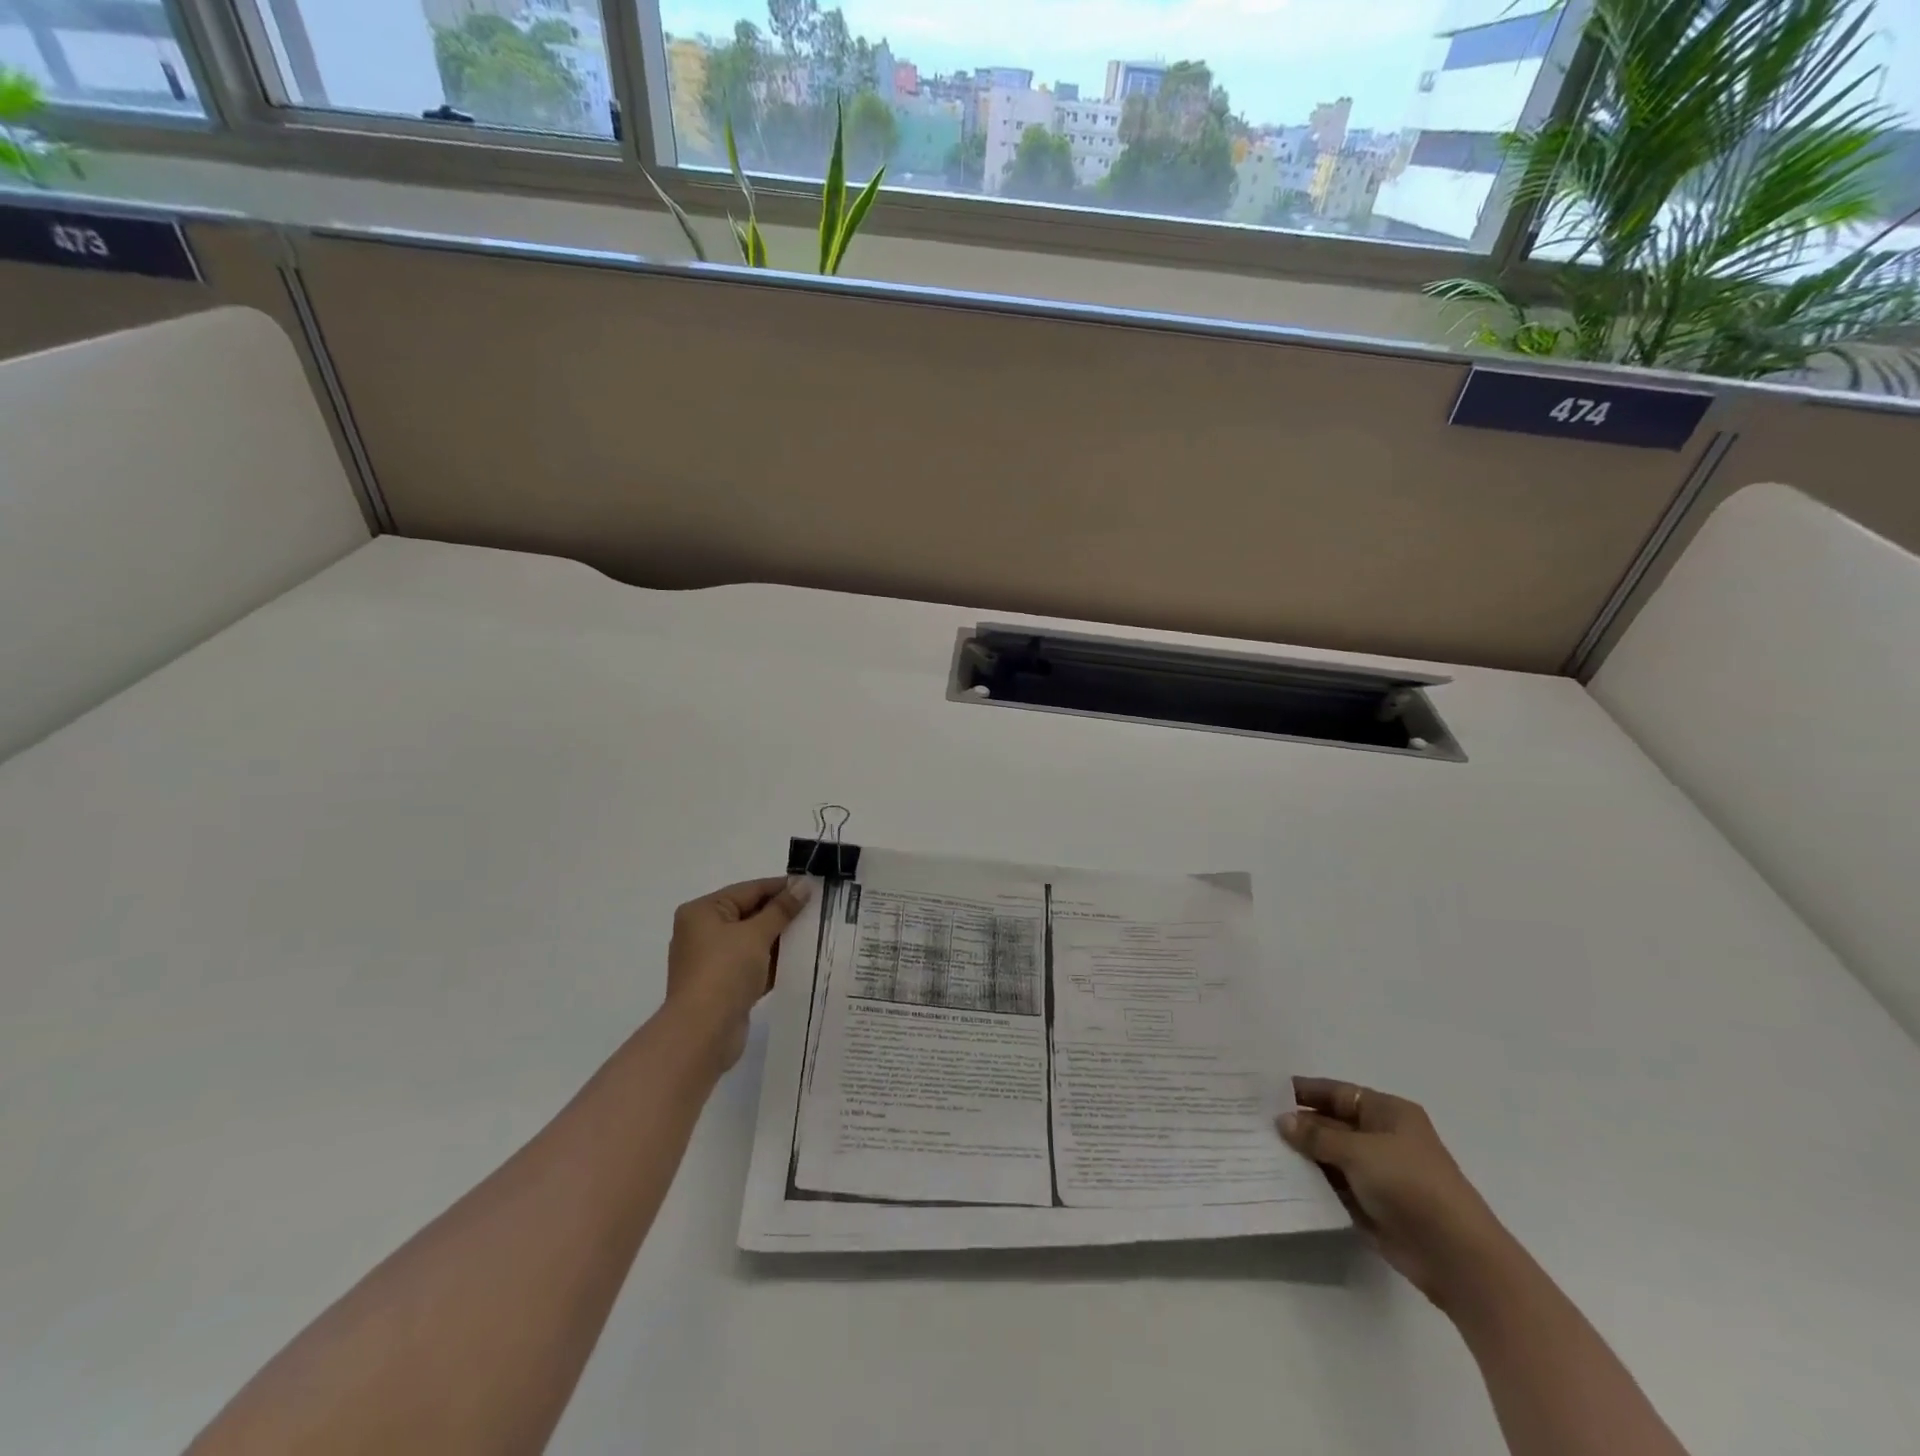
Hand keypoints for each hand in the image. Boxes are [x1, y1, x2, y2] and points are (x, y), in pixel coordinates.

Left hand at [663, 876, 810, 1072]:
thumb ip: (781, 909)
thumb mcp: (756, 935)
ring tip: (816, 932)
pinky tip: (801, 959)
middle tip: (819, 909)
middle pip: (751, 914)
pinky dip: (773, 962)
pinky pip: (753, 964)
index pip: (749, 890)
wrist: (702, 1034)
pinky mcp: (724, 985)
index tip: (813, 887)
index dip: (782, 887)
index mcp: (703, 912)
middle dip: (783, 914)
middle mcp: (704, 932)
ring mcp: (713, 960)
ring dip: (781, 938)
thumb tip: (804, 885)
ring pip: (754, 941)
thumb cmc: (725, 972)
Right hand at [1278, 1078, 1513, 1311]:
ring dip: (1303, 1155)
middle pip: (1332, 1124)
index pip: (1337, 1093)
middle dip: (1298, 1124)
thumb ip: (1317, 1136)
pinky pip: (1335, 1187)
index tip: (1266, 1092)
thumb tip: (1282, 1121)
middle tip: (1254, 1122)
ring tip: (1259, 1149)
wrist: (1457, 1257)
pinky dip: (1313, 1183)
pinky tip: (1282, 1179)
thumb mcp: (1359, 1151)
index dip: (1305, 1091)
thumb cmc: (1411, 1185)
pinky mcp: (1373, 1206)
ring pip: (1331, 1156)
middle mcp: (1382, 1138)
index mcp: (1388, 1112)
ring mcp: (1378, 1174)